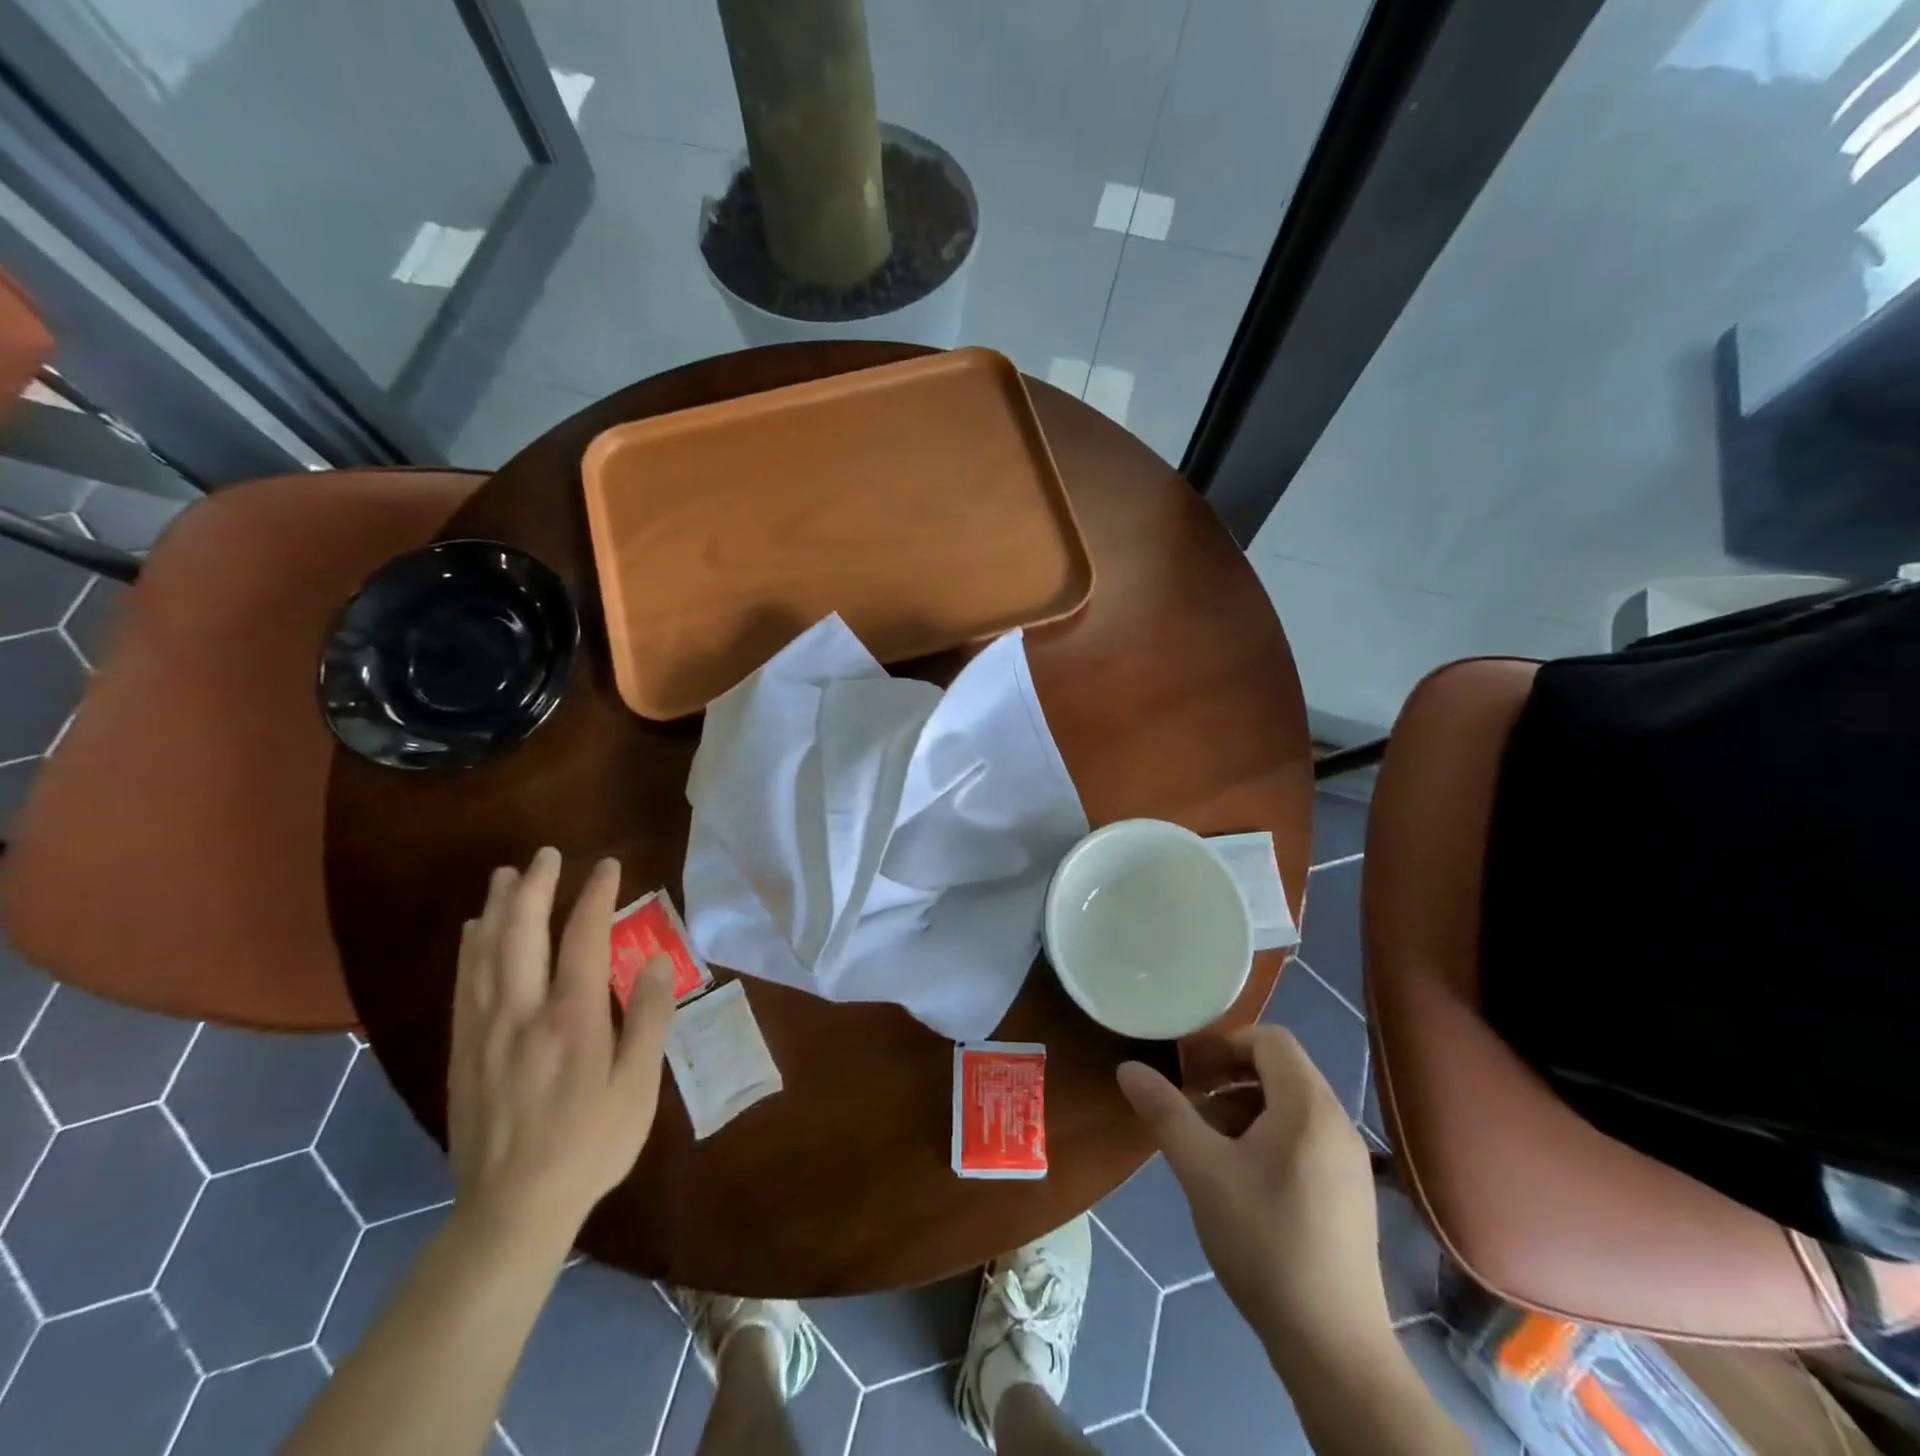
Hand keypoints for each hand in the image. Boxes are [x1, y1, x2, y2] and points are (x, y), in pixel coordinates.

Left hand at [448, 848, 676, 1247]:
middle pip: (522, 933)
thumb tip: (653, 960)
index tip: (607, 866)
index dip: (595, 895)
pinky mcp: (463, 1051)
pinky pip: (464, 985)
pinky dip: (470, 949)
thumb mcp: (637, 1087)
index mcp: (572, 1019)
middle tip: (547, 854)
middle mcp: (522, 1014)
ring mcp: (485, 1031)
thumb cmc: (590, 1145)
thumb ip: (647, 1019)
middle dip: (536, 887)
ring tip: (506, 874)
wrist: (512, 1209)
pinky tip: (474, 932)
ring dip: (497, 907)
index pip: (583, 938)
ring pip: (486, 953)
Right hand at [1116, 1024, 1387, 1360]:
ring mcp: (1350, 1160)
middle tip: (1190, 1100)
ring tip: (1208, 1140)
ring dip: (1246, 1106)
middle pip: (1281, 1069)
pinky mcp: (1351, 1193)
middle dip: (1230, 1075)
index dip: (1224, 1044)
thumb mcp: (1202, 1171)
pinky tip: (1241, 1176)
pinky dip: (1269, 1135)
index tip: (1187, 1070)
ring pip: (1292, 1105)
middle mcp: (1337, 1122)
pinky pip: (1306, 1137)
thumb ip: (1165, 1112)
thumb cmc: (1264, 1242)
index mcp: (1308, 1106)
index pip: (1269, 1040)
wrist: (1334, 1347)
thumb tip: (1128, 1068)